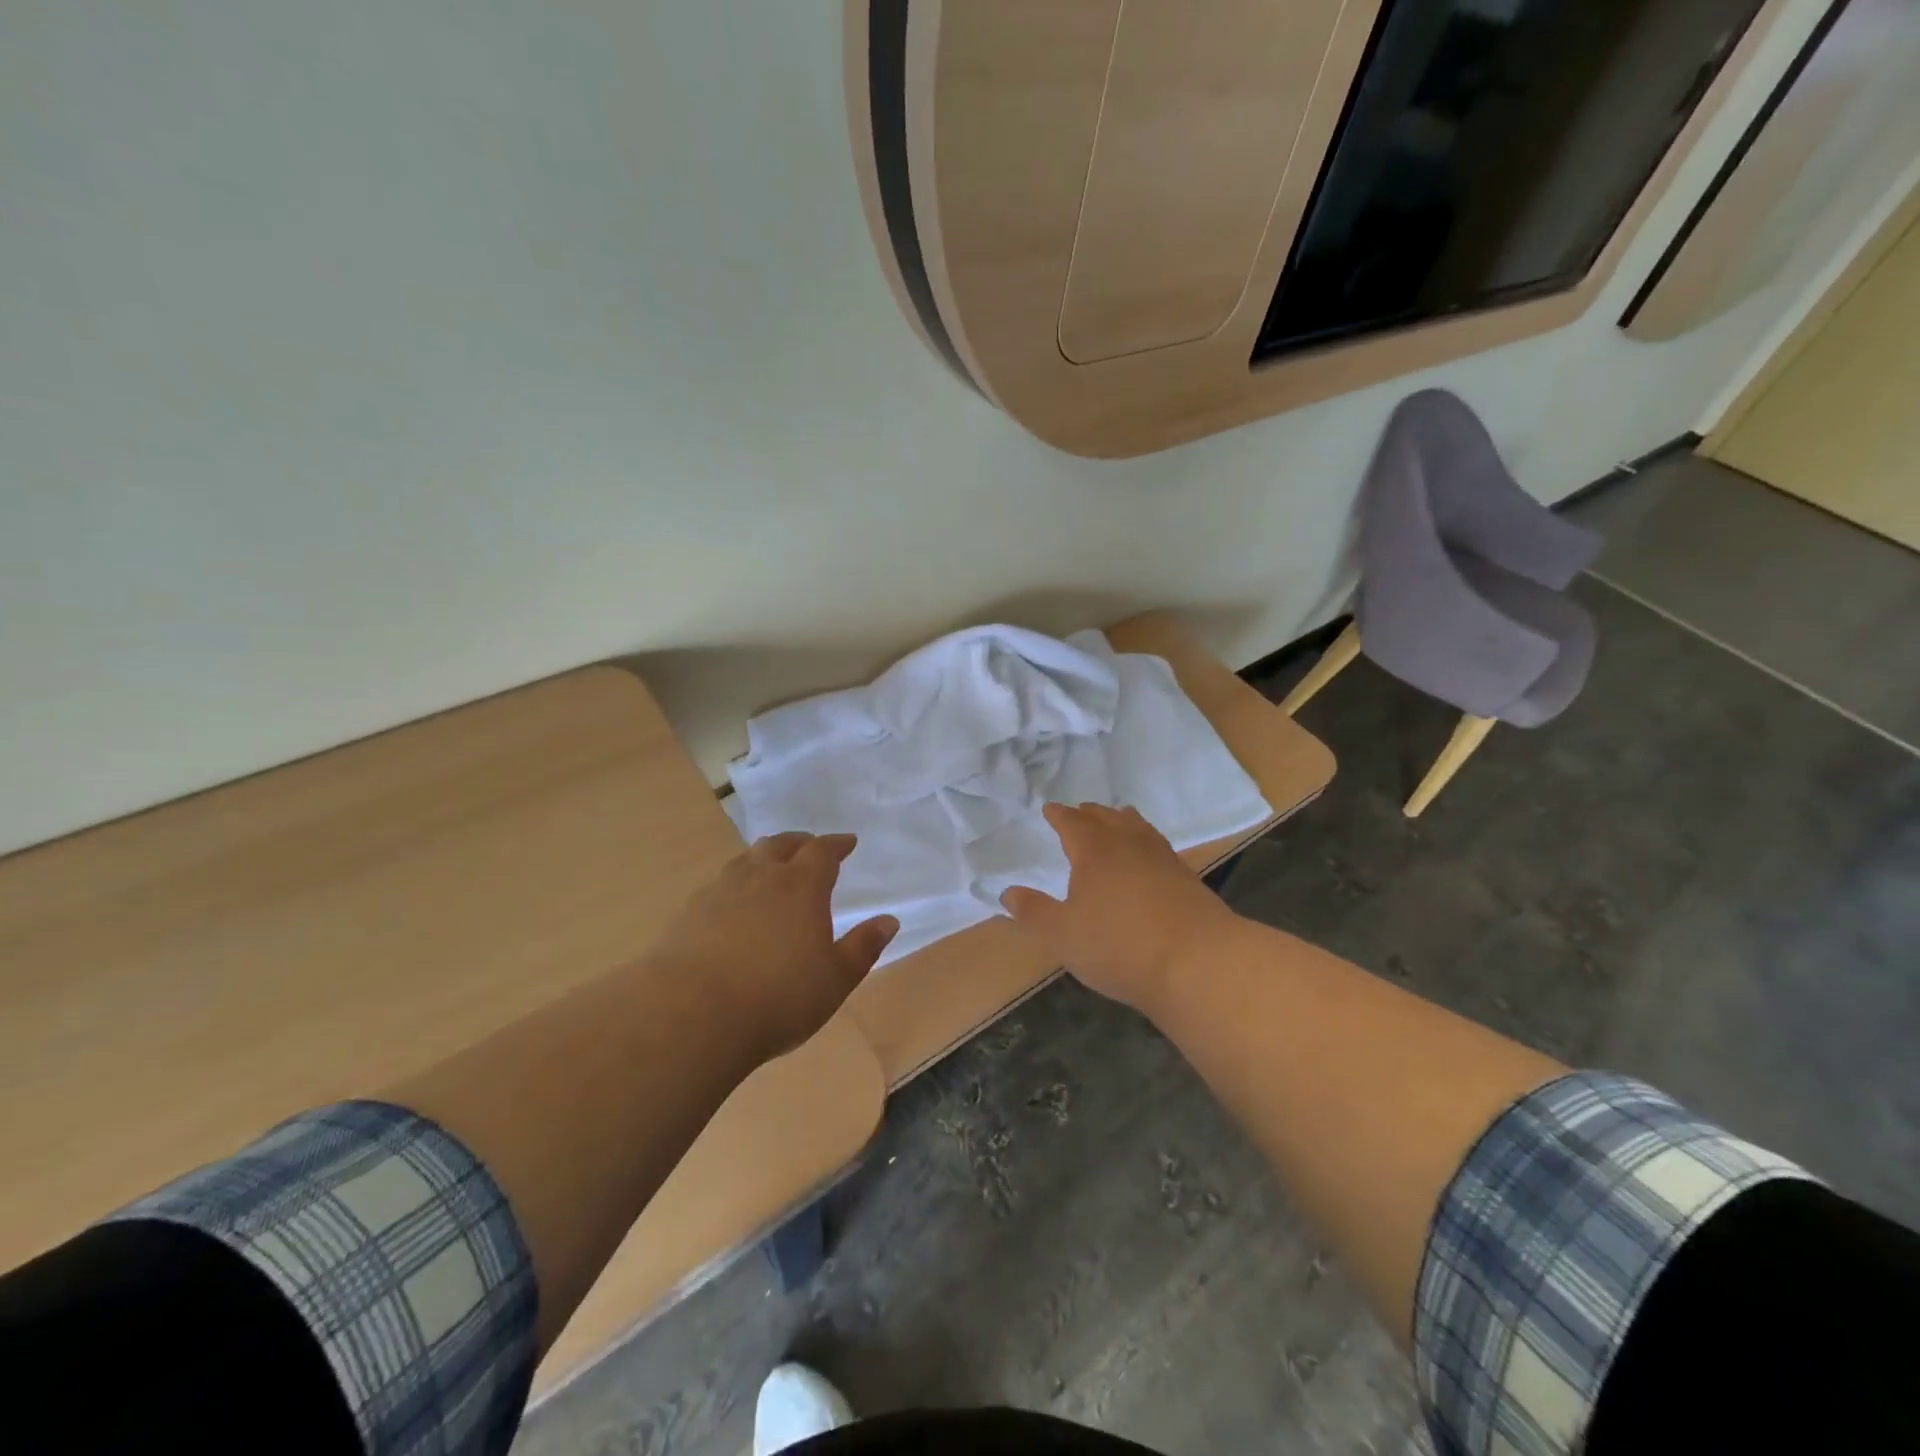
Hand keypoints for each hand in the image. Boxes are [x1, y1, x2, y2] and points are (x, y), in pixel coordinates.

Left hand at [644, 832, 897, 1063]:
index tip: (847, 842)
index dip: (837, 844)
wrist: (691, 1014)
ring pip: (746, 860)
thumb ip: (863, 947)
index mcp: (801, 885)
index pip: (822, 851)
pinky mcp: (689, 913)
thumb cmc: (778, 996)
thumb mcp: (835, 979)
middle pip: (781, 845)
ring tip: (771, 869)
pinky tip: (733, 904)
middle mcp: (761, 876)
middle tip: (809, 848)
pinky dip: (735, 884)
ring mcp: (720, 891)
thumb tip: (888, 920)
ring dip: (764, 858)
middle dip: (799, 843)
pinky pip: (719, 884)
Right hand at [1000, 803, 1237, 1015]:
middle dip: (1090, 814)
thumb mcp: (1063, 935)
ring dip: (1122, 820)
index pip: (1072, 823)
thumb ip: (1034, 912)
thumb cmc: (1119, 945)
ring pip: (1137, 827)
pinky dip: (1146, 841)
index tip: (1050, 808)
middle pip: (1107, 819)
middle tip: (1081, 811)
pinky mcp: (1186, 878)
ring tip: (1117, 818)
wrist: (1197, 961)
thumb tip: (1007, 892)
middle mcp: (1128, 845)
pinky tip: (1149, 855)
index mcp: (1094, 851)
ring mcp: (1161, 859)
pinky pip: (1158, 846)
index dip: (1059, 815)